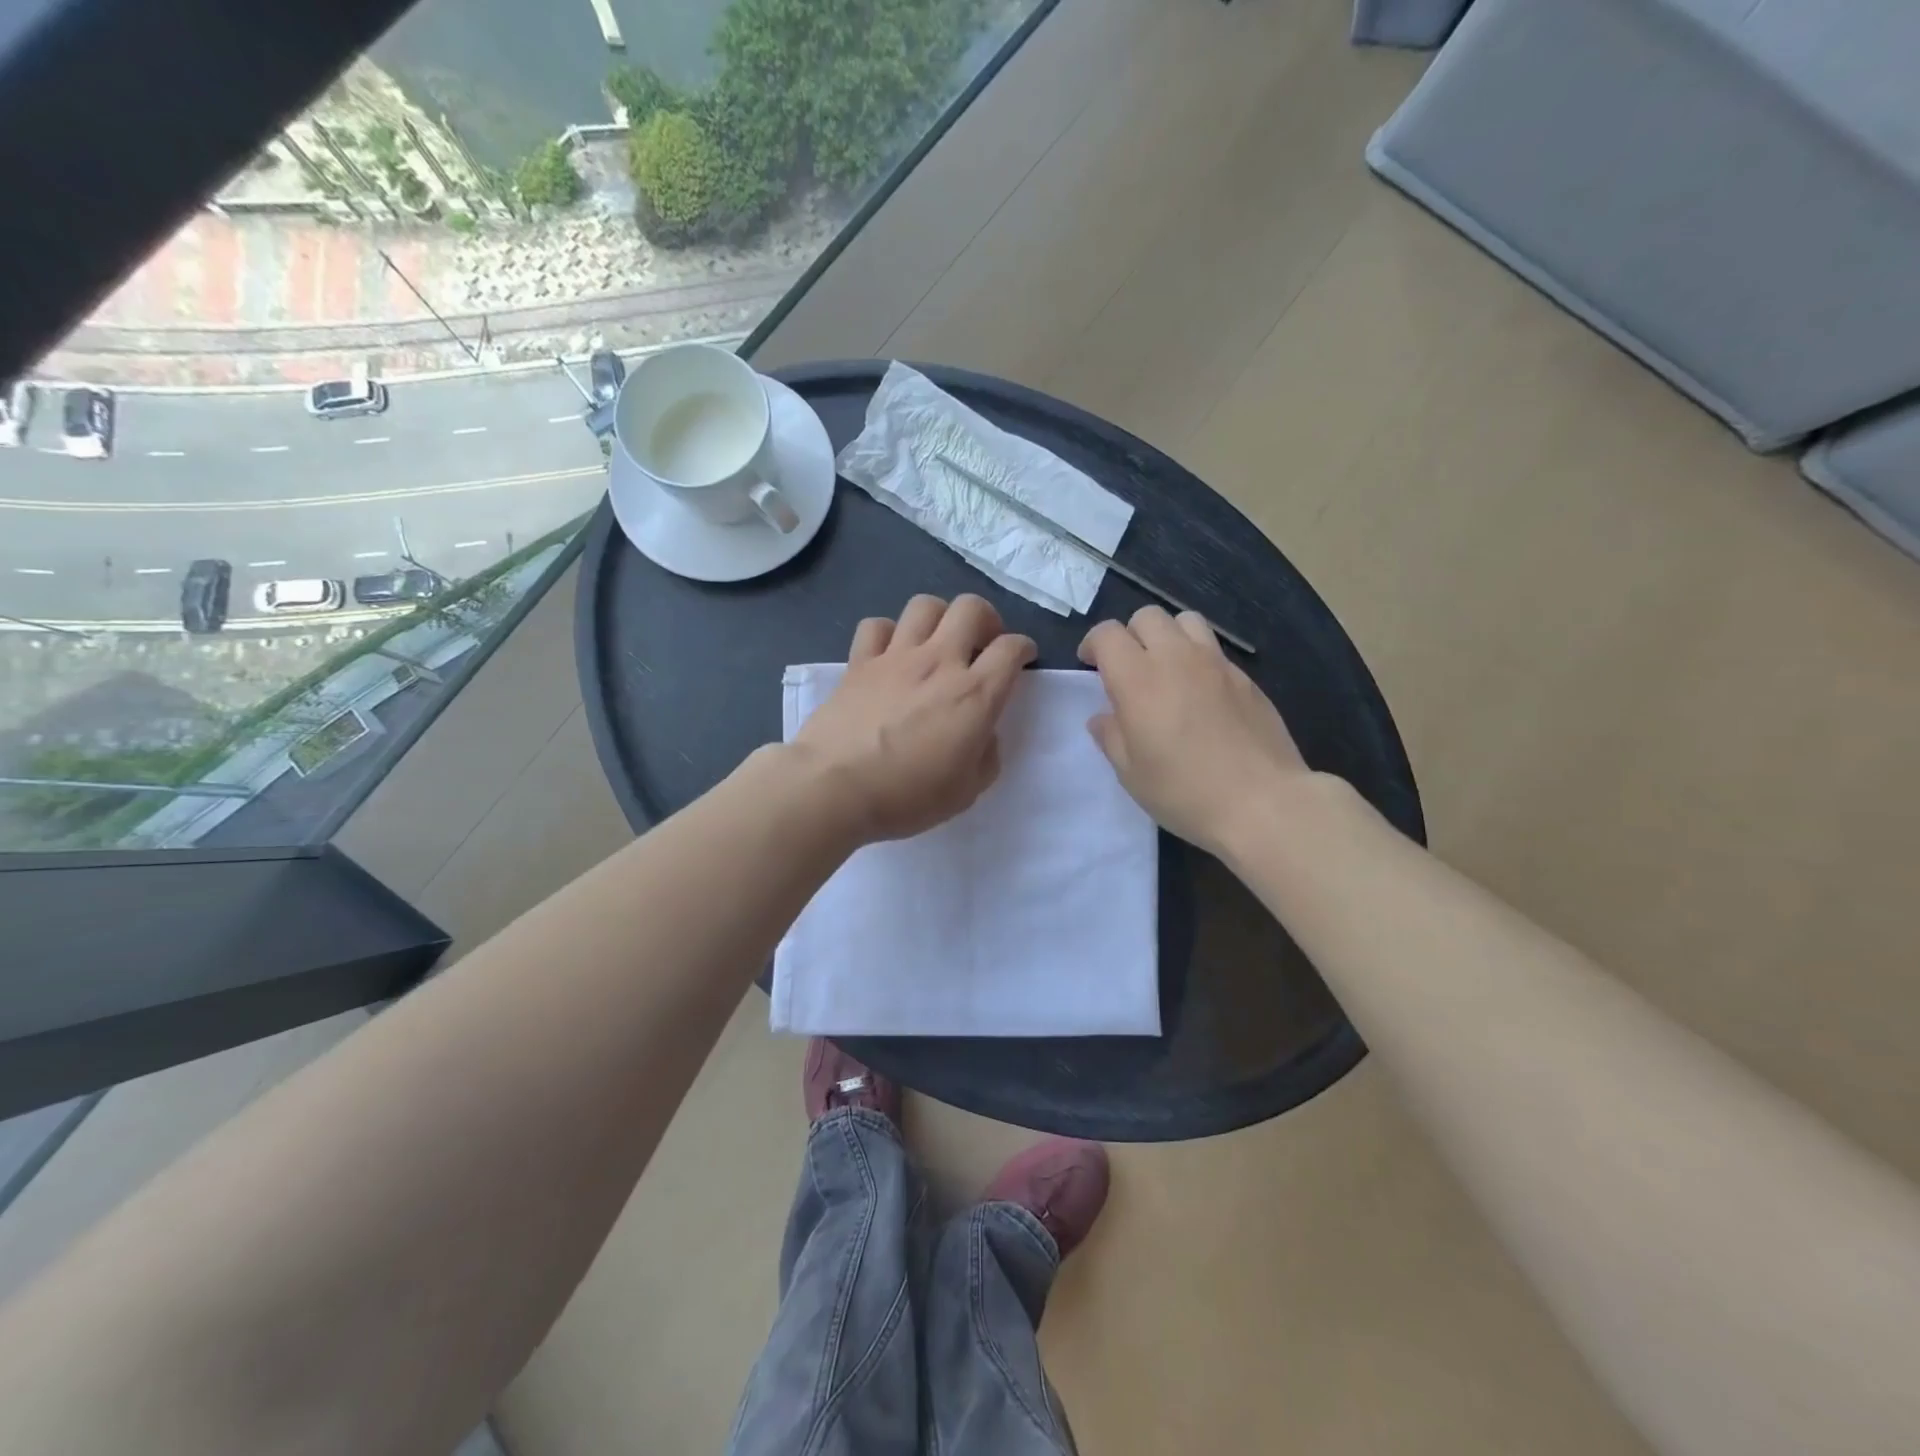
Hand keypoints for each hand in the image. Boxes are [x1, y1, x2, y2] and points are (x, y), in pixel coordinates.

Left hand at [793, 594, 1036, 842]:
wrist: (834, 787)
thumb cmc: (906, 796)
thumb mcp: (966, 791)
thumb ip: (985, 756)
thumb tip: (982, 734)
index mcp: (974, 694)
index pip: (1011, 649)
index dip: (1024, 648)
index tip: (1022, 659)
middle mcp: (939, 662)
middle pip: (971, 608)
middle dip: (986, 619)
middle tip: (982, 643)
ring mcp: (895, 657)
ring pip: (924, 606)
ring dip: (940, 617)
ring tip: (938, 641)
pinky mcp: (859, 662)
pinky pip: (876, 625)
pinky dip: (889, 632)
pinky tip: (890, 653)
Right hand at [1078, 606, 1307, 853]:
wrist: (1261, 802)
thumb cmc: (1184, 792)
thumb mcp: (1131, 773)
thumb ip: (1111, 736)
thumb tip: (1103, 717)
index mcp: (1138, 680)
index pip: (1107, 634)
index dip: (1093, 645)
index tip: (1091, 667)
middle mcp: (1176, 658)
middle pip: (1147, 616)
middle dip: (1130, 635)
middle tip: (1129, 669)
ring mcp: (1216, 664)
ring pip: (1185, 621)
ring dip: (1168, 636)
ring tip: (1167, 669)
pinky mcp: (1245, 677)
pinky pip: (1214, 649)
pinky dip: (1197, 658)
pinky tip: (1200, 694)